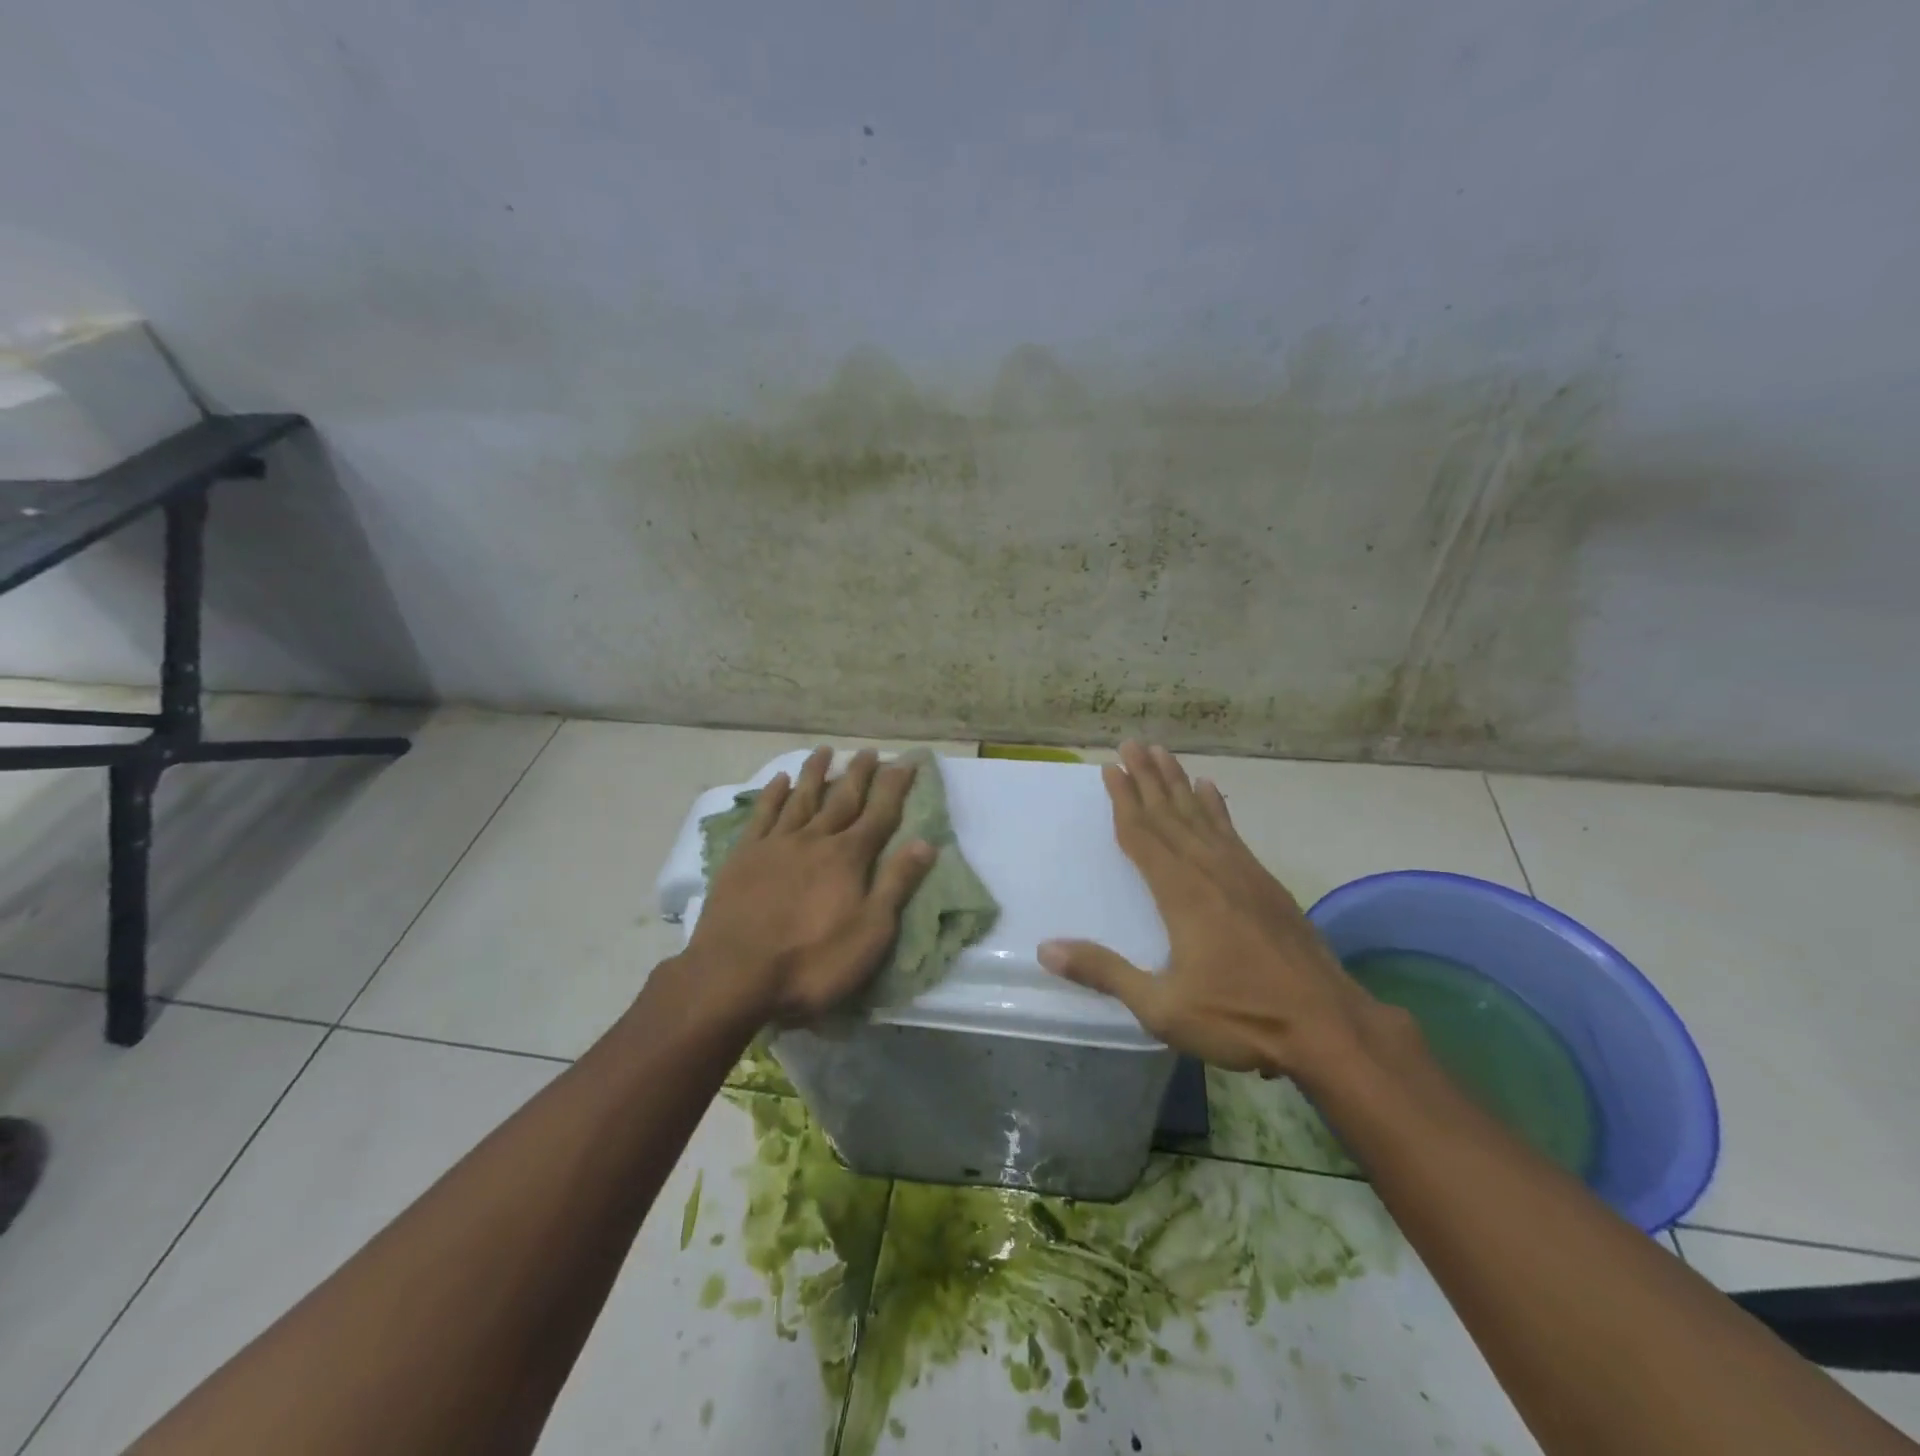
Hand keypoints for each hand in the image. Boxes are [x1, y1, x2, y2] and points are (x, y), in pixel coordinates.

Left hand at [680, 746, 935, 1025]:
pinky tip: (780, 780)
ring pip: (801, 798)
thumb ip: (896, 884)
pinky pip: (762, 815)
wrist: (734, 974)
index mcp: (848, 858)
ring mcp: (776, 845)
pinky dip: (773, 794)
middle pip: (842, 800)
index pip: (879, 815)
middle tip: (870, 751)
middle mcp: (814, 840)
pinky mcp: (744, 856)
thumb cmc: (812, 962)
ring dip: (816, 773)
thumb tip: (926, 842)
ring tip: (826, 750)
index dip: (895, 787)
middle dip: (859, 774)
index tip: (906, 761)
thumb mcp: (870, 932)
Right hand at [1038, 742, 1395, 1081]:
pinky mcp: (1266, 883)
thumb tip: (1046, 948)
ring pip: (1201, 815)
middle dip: (1147, 778)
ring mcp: (1243, 873)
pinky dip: (1216, 808)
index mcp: (1182, 893)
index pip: (1143, 835)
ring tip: (1162, 753)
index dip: (1124, 800)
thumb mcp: (1163, 1007)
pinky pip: (1231, 832)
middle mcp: (1210, 870)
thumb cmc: (1241, 1017)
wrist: (1329, 1026)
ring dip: (1178, 783)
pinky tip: (1210, 791)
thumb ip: (1105, 972)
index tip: (1110, 768)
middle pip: (1170, 814)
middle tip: (1130, 744)